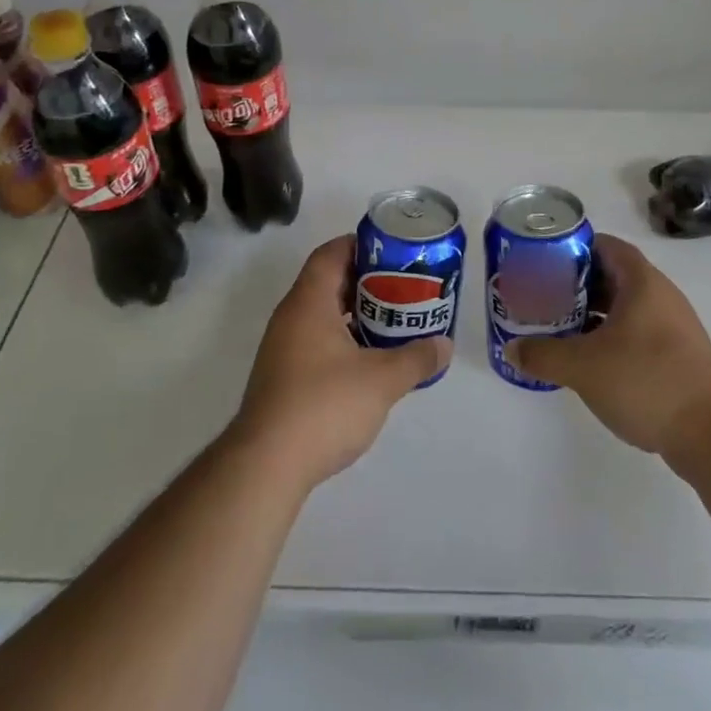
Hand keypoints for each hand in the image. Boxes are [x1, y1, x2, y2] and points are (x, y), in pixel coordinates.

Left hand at [232, 235, 449, 489]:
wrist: (266, 465)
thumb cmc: (324, 405)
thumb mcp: (382, 380)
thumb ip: (416, 358)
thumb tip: (444, 344)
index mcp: (309, 302)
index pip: (331, 253)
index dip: (360, 245)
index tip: (393, 251)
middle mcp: (291, 317)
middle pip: (328, 281)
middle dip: (366, 280)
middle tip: (402, 286)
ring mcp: (282, 348)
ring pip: (322, 314)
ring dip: (355, 312)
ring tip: (392, 320)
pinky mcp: (282, 377)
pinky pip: (316, 340)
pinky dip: (342, 339)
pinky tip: (368, 359)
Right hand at [503, 234, 710, 457]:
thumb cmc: (647, 381)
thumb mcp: (583, 367)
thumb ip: (543, 354)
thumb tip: (512, 349)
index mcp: (641, 282)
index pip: (604, 246)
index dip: (573, 248)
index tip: (544, 261)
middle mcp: (660, 296)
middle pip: (612, 276)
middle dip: (577, 284)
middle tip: (544, 295)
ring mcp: (673, 327)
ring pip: (625, 307)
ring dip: (593, 314)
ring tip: (559, 327)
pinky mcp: (678, 357)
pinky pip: (637, 333)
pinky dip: (610, 337)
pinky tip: (589, 360)